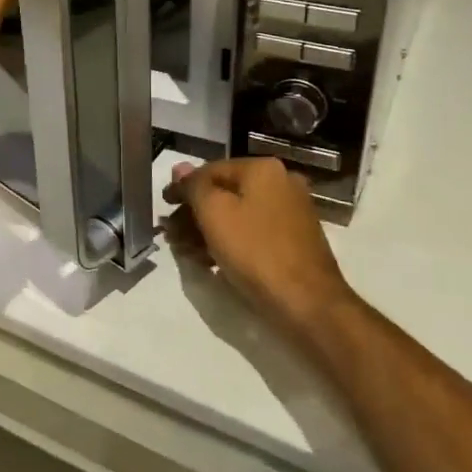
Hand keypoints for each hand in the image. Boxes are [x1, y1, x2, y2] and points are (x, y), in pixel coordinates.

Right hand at [163, 158, 355, 334]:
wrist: (307, 302)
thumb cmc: (255, 251)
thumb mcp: (214, 213)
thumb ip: (193, 186)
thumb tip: (179, 168)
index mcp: (263, 169)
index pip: (210, 170)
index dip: (182, 188)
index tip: (164, 208)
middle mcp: (281, 183)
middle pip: (224, 192)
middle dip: (194, 213)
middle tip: (171, 234)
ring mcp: (291, 212)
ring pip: (237, 214)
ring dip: (207, 230)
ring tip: (185, 252)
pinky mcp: (293, 240)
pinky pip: (252, 232)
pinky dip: (229, 242)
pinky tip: (210, 262)